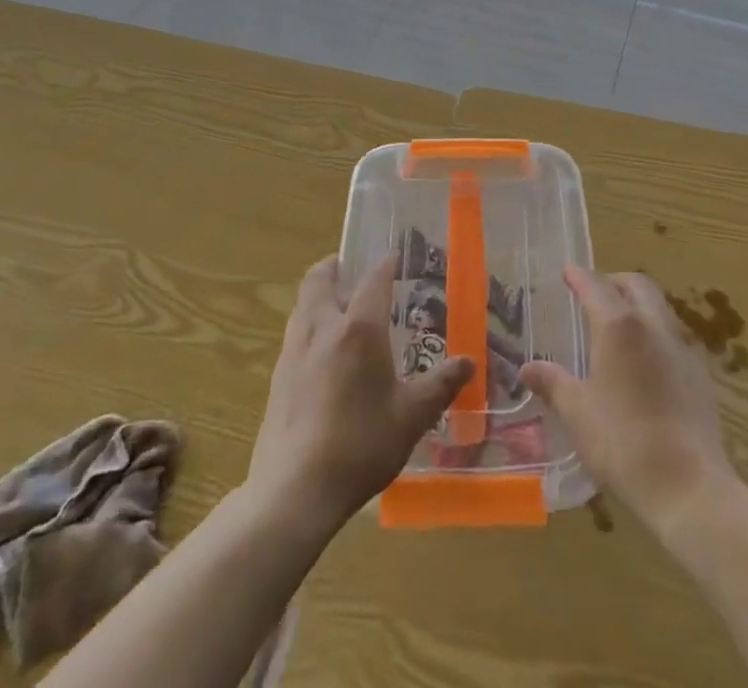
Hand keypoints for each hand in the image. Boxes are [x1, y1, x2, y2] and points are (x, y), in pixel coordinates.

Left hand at [247, 255, 473, 530]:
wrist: (294, 490)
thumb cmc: (360, 444)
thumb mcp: (412, 416)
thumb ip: (441, 385)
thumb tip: (469, 362)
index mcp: (359, 329)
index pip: (373, 280)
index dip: (385, 265)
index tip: (395, 257)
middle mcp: (323, 328)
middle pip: (320, 279)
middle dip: (334, 266)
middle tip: (349, 267)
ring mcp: (294, 351)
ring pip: (303, 304)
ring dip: (319, 294)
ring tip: (337, 305)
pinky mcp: (277, 377)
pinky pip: (295, 333)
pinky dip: (309, 324)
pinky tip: (322, 352)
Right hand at [520, 267, 734, 537]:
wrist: (689, 486)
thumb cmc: (623, 442)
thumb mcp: (578, 412)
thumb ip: (553, 383)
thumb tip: (528, 368)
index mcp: (619, 325)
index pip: (595, 285)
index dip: (579, 276)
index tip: (567, 271)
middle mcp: (653, 325)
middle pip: (637, 285)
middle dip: (614, 282)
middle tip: (594, 293)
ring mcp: (682, 348)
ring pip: (659, 308)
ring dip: (637, 306)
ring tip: (617, 328)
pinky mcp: (700, 375)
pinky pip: (673, 339)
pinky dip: (654, 335)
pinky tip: (644, 365)